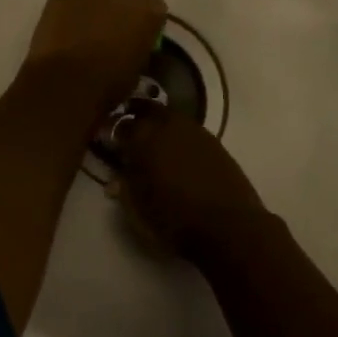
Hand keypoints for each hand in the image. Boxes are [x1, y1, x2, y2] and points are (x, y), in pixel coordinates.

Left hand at [20, 0, 167, 120]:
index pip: (156, 3)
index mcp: (150, 8)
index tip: (139, 29)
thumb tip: (131, 38)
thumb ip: (139, 40)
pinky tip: (67, 27)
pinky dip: (74, 7)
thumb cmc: (110, 81)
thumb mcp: (139, 63)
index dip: (146, 16)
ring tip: (91, 18)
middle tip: (118, 15)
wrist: (66, 82)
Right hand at [113, 106, 266, 260]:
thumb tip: (116, 179)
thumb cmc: (175, 221)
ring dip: (160, 124)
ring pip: (170, 117)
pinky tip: (179, 153)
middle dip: (137, 117)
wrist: (229, 226)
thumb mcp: (138, 211)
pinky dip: (179, 136)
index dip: (112, 132)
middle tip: (130, 132)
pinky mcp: (214, 141)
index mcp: (144, 138)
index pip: (121, 125)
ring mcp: (194, 130)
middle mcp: (168, 125)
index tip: (108, 141)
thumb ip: (124, 188)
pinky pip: (189, 130)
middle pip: (148, 110)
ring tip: (155, 142)